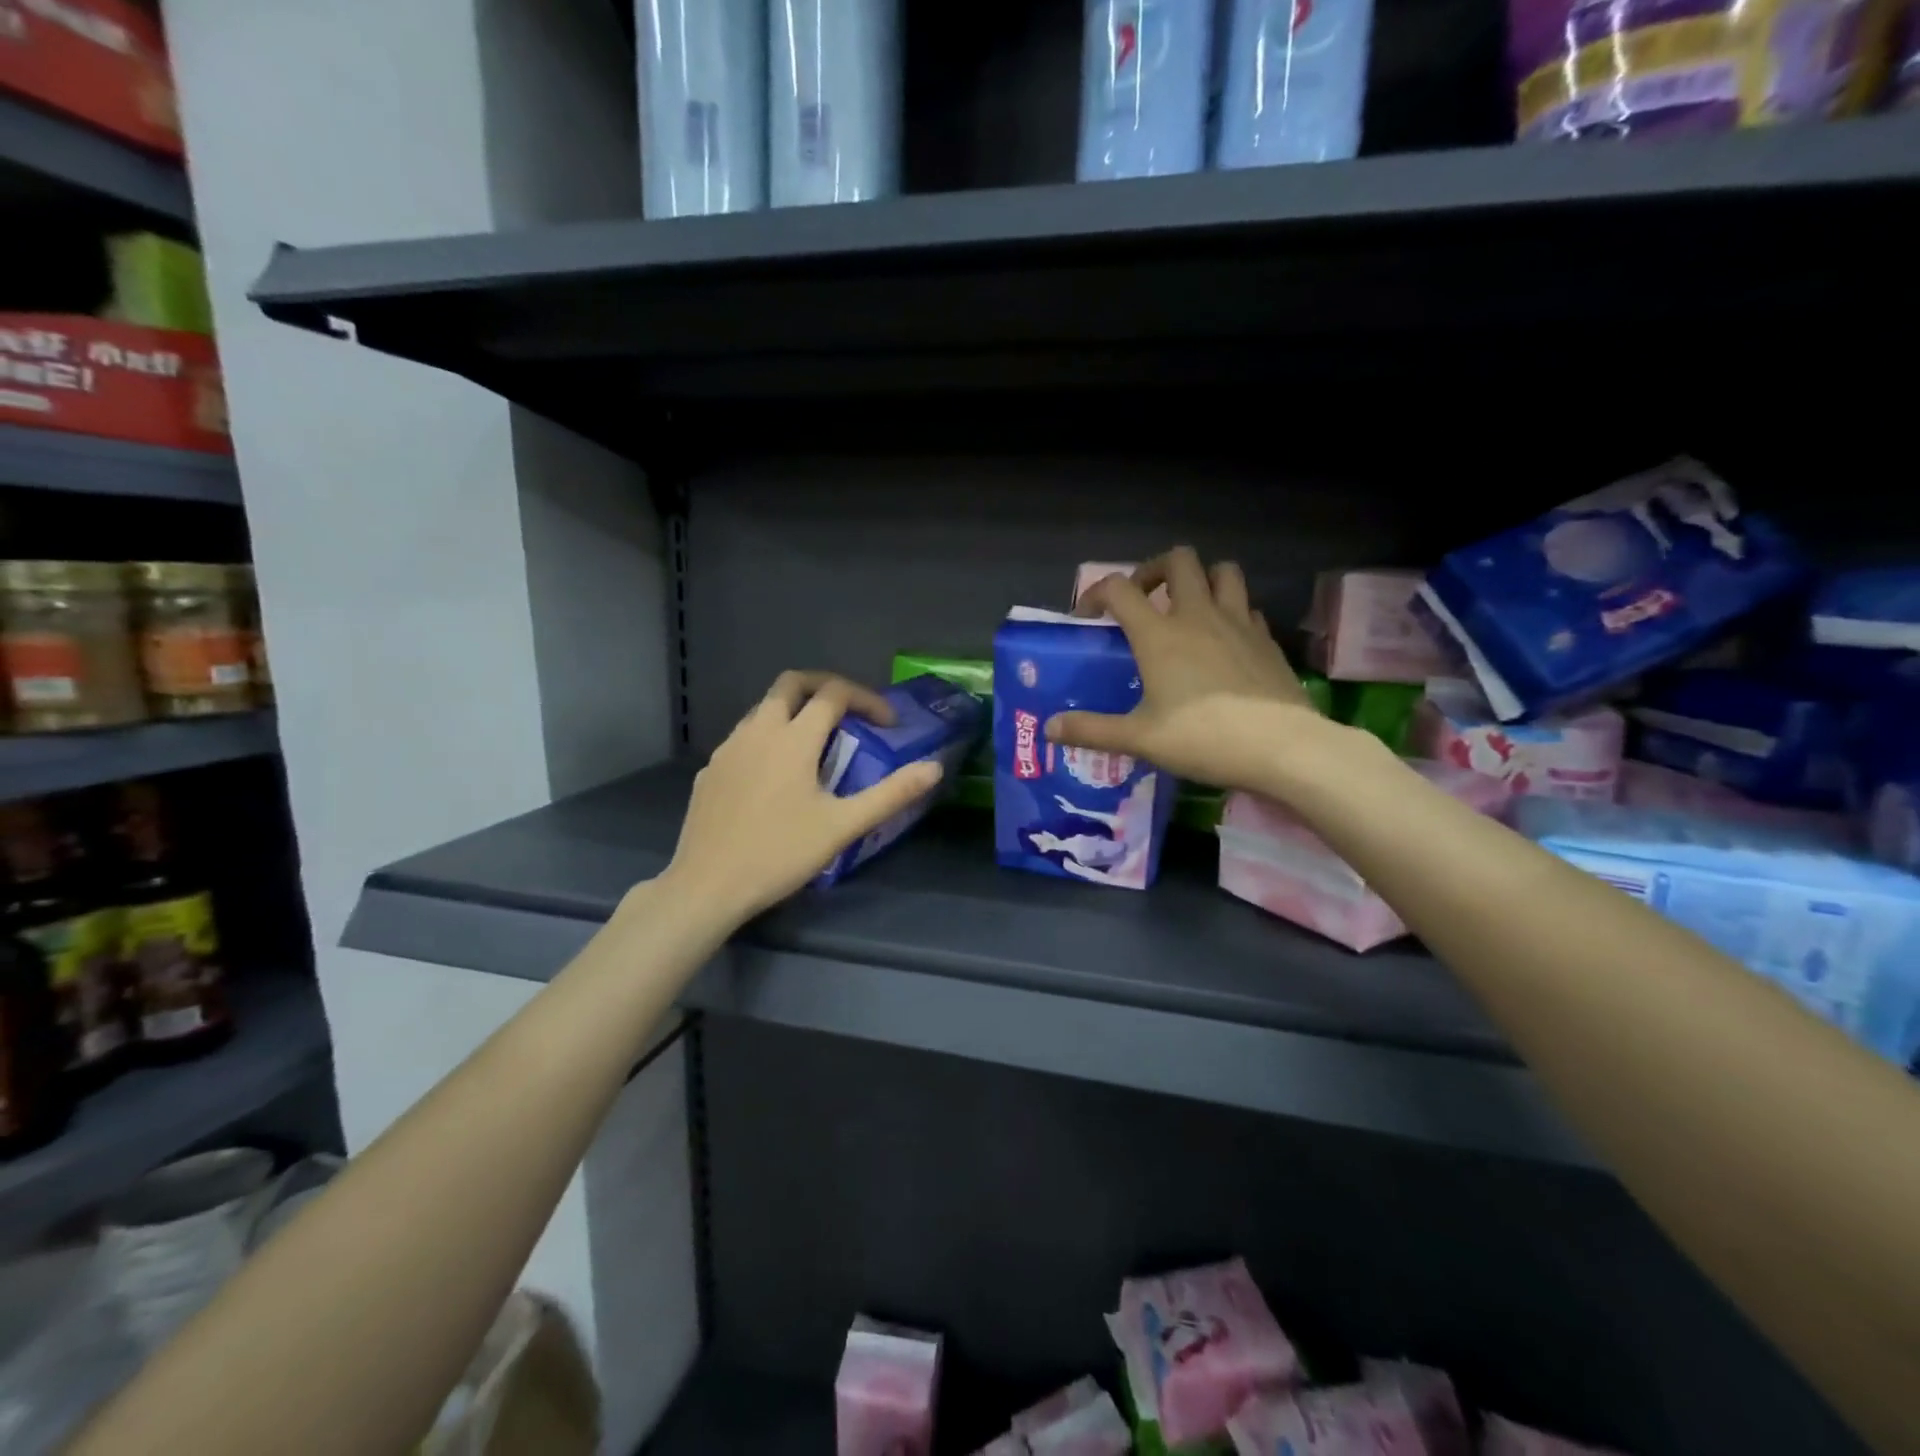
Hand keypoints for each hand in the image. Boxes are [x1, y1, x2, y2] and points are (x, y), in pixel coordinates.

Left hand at [664, 671, 943, 926]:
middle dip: (825, 686)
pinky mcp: (710, 770)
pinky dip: (768, 739)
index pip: (834, 693)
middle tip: (849, 712)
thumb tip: (933, 768)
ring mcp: (728, 748)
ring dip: (794, 711)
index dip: (867, 699)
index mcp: (794, 738)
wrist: (707, 886)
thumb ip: (891, 794)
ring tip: (816, 745)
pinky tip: (775, 777)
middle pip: (791, 683)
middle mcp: (758, 730)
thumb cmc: (780, 854)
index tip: (887, 725)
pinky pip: (744, 737)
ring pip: (764, 708)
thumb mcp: (843, 826)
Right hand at [1048, 546, 1333, 793]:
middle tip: (1144, 599)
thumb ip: (1092, 730)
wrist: (1282, 747)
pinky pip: (1246, 607)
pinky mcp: (1266, 638)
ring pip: (1222, 571)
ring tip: (1188, 608)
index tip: (1089, 615)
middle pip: (1179, 560)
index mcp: (1160, 634)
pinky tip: (1224, 640)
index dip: (1097, 592)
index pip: (1120, 589)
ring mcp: (1238, 622)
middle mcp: (1198, 615)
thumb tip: (1050, 728)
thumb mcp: (1140, 739)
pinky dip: (1231, 611)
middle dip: (1154, 569)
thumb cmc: (1203, 738)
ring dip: (1201, 579)